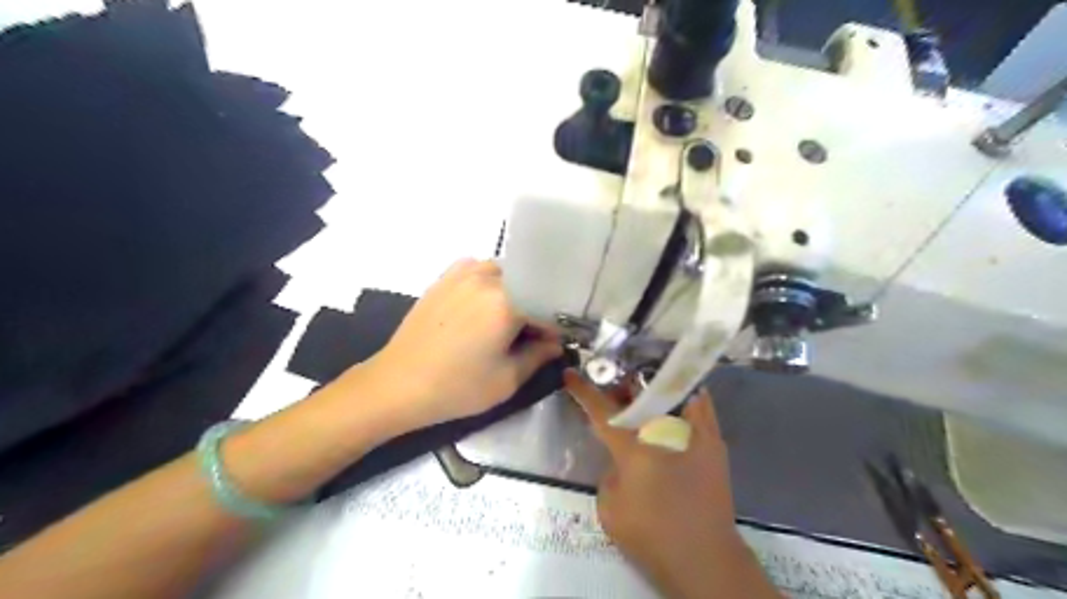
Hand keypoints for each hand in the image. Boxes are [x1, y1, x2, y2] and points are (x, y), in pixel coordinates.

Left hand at [356, 261, 561, 426]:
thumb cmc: (456, 387)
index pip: (548, 305)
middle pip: (528, 284)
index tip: (556, 342)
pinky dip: (490, 283)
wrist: (397, 384)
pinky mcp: (445, 277)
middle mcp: (487, 277)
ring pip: (506, 273)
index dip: (557, 326)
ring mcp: (463, 273)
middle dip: (536, 307)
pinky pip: (480, 270)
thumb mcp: (507, 380)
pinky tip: (483, 306)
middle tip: (532, 334)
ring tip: (507, 320)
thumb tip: (556, 342)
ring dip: (514, 292)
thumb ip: (540, 356)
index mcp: (507, 301)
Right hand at [561, 372, 751, 596]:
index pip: (602, 411)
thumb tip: (622, 458)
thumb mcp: (610, 508)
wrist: (705, 557)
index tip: (570, 373)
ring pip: (671, 390)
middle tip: (615, 391)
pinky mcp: (714, 441)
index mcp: (634, 448)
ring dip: (652, 387)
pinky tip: (675, 400)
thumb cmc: (651, 535)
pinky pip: (700, 404)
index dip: (583, 391)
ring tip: (643, 393)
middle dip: (622, 386)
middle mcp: (664, 431)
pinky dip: (685, 396)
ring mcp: (693, 432)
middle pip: (639, 391)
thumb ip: (610, 472)